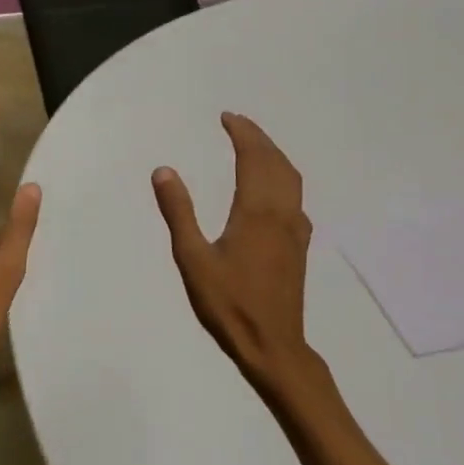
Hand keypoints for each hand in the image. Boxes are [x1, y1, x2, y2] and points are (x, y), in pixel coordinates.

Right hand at [152, 113, 328, 401]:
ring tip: (255, 145)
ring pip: (291, 179)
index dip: (243, 134)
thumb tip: (164, 170)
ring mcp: (295, 230)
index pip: (254, 158)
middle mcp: (282, 213)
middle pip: (276, 163)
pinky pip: (295, 197)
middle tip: (237, 123)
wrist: (273, 346)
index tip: (227, 118)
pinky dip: (283, 177)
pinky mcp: (299, 246)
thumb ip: (179, 212)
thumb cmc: (228, 304)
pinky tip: (272, 189)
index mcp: (256, 211)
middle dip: (259, 138)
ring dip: (274, 155)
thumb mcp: (193, 259)